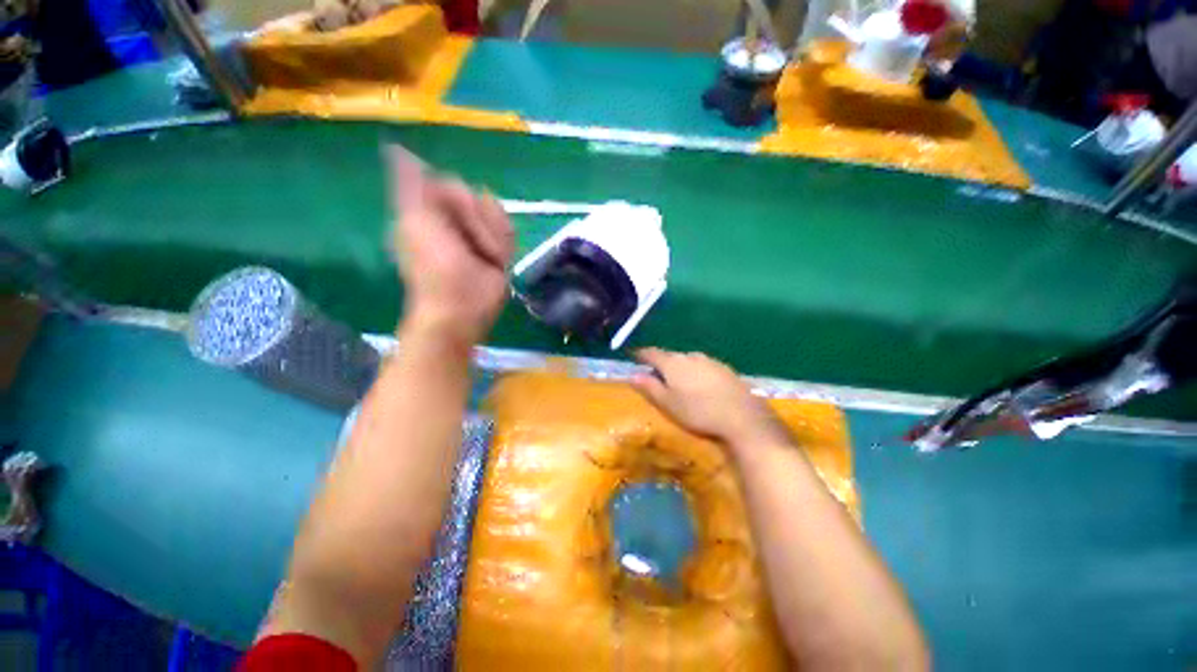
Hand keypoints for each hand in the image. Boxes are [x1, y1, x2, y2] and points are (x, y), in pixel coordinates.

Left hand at [386, 146, 514, 344]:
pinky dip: (505, 245)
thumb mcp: (416, 223)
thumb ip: (409, 186)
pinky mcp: (496, 246)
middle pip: (478, 197)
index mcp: (428, 209)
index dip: (460, 203)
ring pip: (496, 213)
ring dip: (494, 237)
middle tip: (472, 247)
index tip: (454, 225)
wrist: (465, 307)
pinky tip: (497, 261)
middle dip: (479, 223)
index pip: (452, 184)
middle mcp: (451, 216)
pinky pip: (508, 230)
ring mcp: (475, 231)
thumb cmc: (438, 269)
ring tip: (487, 258)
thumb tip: (396, 148)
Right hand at [631, 348, 791, 451]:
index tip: (634, 356)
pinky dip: (696, 372)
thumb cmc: (698, 412)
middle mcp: (689, 356)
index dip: (641, 354)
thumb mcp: (668, 403)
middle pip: (670, 356)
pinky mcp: (724, 368)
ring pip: (688, 360)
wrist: (742, 416)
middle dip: (661, 363)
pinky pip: (703, 366)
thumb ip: (649, 387)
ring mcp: (709, 360)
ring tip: (679, 381)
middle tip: (656, 374)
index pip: (651, 353)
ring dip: (680, 367)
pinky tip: (701, 385)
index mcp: (672, 363)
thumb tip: (633, 375)